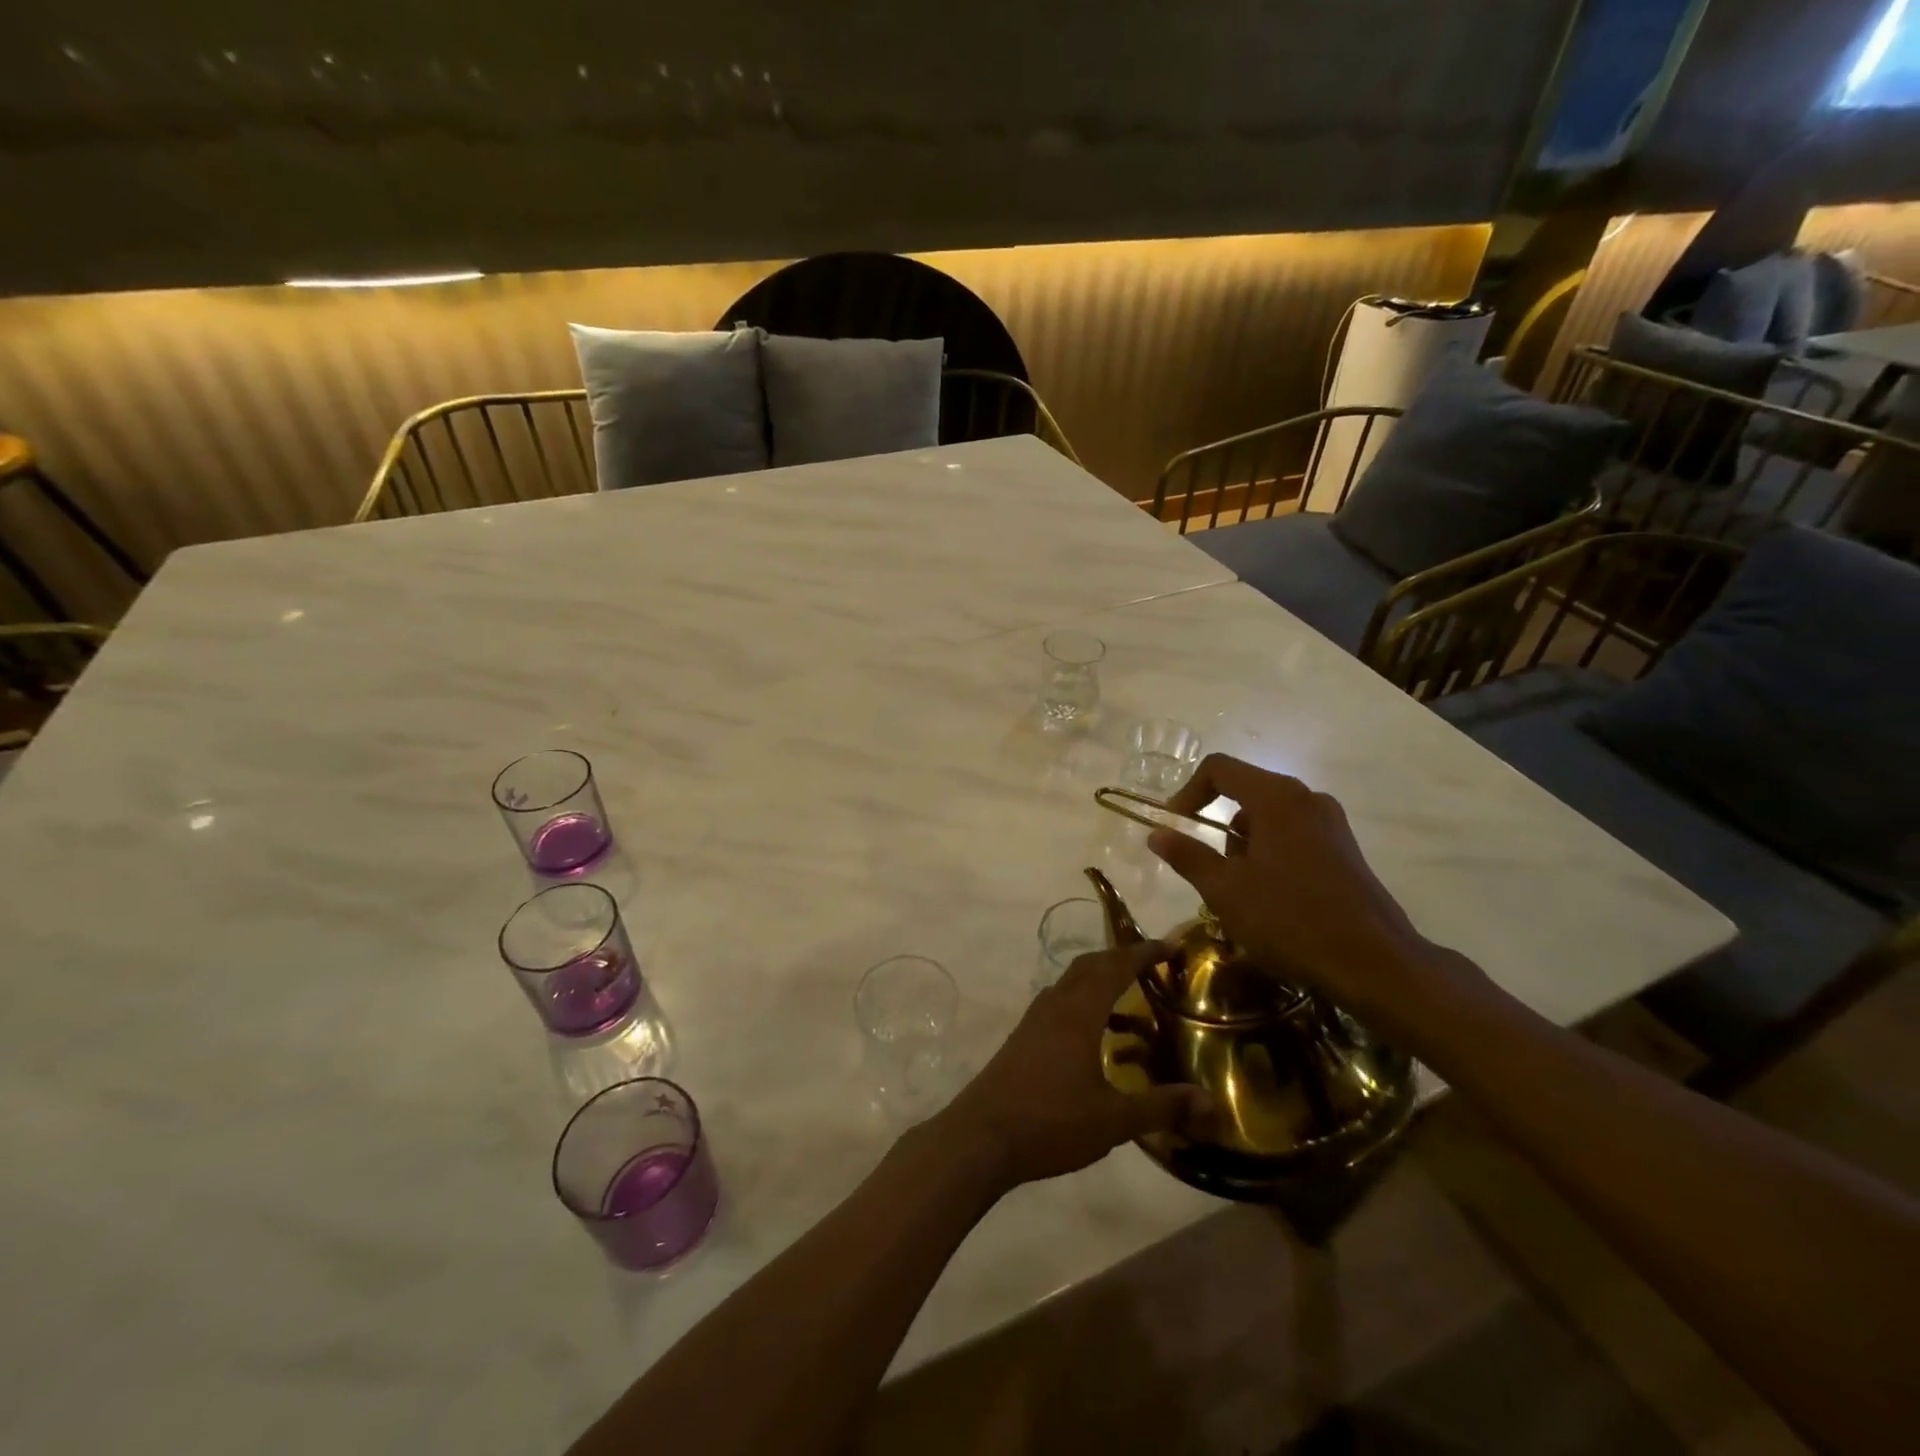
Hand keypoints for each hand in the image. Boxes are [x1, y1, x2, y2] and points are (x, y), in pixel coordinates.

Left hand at [935, 941, 1209, 1189]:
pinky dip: (1083, 1005)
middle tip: (1153, 966)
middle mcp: (1055, 1005)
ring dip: (1100, 982)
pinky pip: (1059, 1005)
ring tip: (1132, 1003)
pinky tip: (1096, 1039)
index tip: (1170, 945)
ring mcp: (1034, 1020)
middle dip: (1121, 960)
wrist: (982, 1137)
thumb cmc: (1051, 1121)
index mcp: (1078, 1012)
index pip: (1115, 967)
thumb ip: (1161, 1107)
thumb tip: (1210, 1101)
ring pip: (1071, 984)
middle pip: (1090, 966)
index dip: (1143, 953)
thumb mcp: (1113, 1120)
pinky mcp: (1023, 1038)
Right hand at [1146, 754, 1485, 1044]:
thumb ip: (1187, 855)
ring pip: (1268, 816)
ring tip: (1241, 893)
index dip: (1188, 792)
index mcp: (1277, 797)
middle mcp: (1306, 798)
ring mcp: (1331, 823)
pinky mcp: (1344, 848)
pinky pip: (1293, 834)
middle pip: (1245, 791)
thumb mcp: (1224, 890)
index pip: (1219, 768)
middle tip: (1210, 871)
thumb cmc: (1290, 919)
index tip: (1175, 827)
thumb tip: (1156, 833)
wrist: (1374, 963)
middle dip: (1218, 826)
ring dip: (1244, 844)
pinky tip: (1272, 898)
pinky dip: (1270, 854)